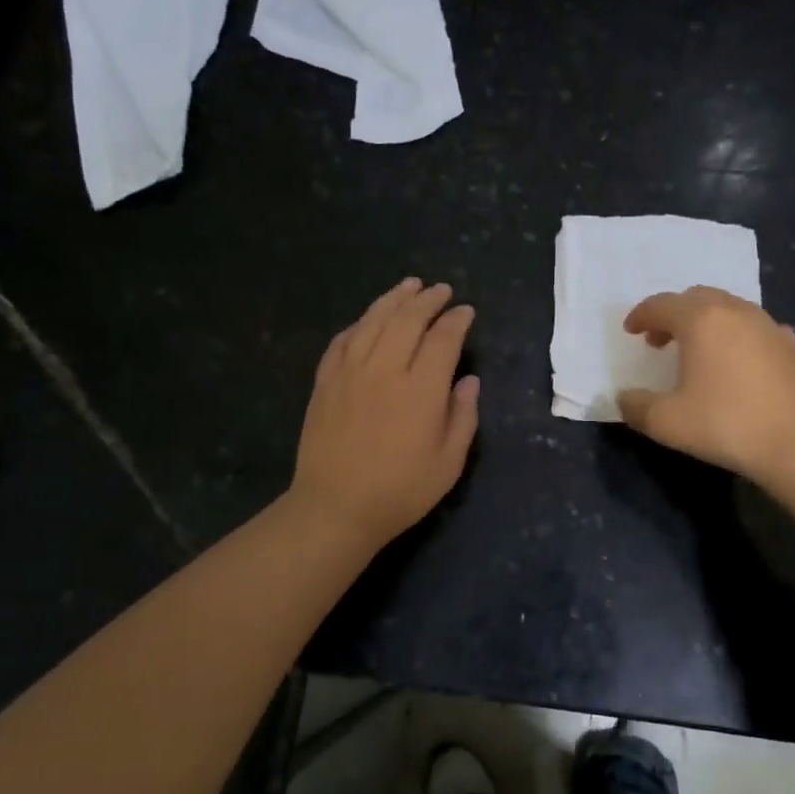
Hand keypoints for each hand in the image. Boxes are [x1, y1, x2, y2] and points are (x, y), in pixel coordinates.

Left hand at [290, 277, 480, 551]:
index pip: (442, 339)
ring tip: (409, 286)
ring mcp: (350, 372)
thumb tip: (469, 380)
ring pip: (373, 320)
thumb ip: (463, 416)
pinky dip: (360, 323)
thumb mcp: (448, 463)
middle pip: (407, 319)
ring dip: (394, 299)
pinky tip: (368, 319)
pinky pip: (344, 339)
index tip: (466, 312)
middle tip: (441, 290)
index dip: (457, 321)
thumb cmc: (400, 491)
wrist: (335, 507)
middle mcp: (385, 369)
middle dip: (428, 300)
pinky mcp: (326, 381)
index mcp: (421, 389)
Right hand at [617, 286, 794, 483]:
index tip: (630, 331)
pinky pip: (756, 328)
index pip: (662, 305)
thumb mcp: (666, 422)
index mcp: (701, 320)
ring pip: (729, 308)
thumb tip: (624, 398)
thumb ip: (636, 406)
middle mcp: (735, 311)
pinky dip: (738, 336)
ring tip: (696, 351)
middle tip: (659, 341)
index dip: (641, 315)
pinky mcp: (791, 346)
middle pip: (696, 298)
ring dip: (705, 322)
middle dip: (673, 314)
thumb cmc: (726, 424)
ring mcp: (768, 326)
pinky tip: (739, 358)